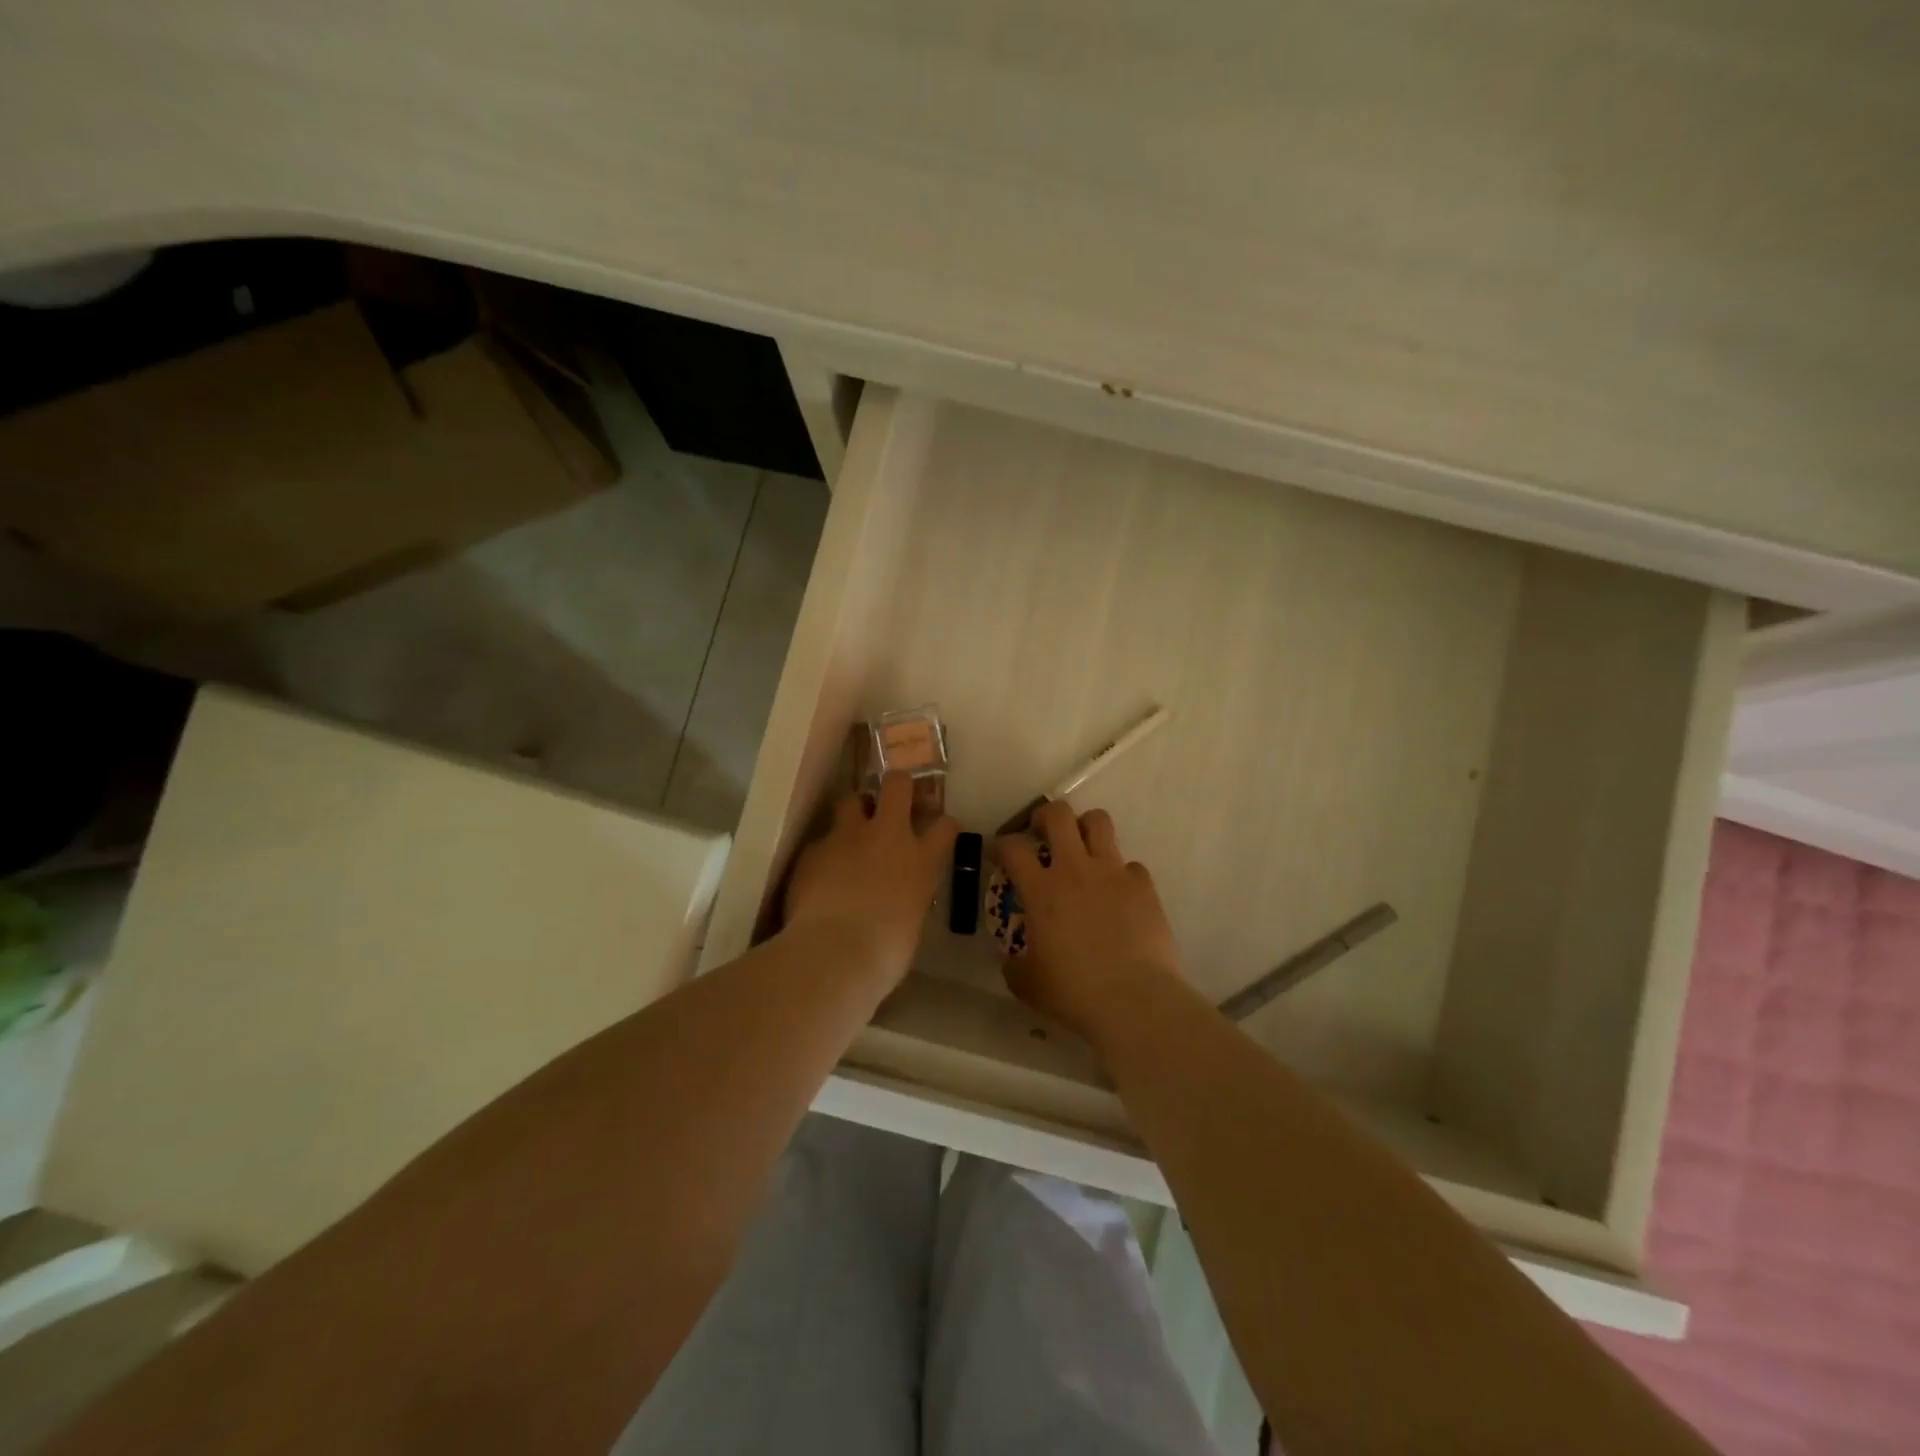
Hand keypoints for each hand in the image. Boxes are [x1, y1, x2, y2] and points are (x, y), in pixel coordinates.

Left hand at [783, 772, 958, 987]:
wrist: (834, 953)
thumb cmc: (885, 952)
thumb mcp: (911, 922)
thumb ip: (908, 897)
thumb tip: (899, 897)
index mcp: (921, 861)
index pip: (945, 826)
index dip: (943, 824)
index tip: (939, 828)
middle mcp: (887, 836)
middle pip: (897, 786)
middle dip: (896, 786)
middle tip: (892, 798)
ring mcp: (847, 837)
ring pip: (850, 800)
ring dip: (853, 812)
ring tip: (849, 833)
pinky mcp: (813, 849)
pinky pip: (821, 841)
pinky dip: (824, 854)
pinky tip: (818, 875)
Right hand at [995, 800, 1184, 1044]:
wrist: (1134, 1000)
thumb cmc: (1074, 992)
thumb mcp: (1027, 983)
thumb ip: (1014, 964)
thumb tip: (1012, 958)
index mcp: (1042, 890)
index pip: (1012, 848)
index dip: (1001, 845)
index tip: (999, 854)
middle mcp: (1075, 869)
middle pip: (1058, 815)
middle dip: (1045, 816)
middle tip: (1041, 833)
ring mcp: (1112, 873)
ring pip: (1099, 822)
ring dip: (1086, 828)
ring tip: (1082, 848)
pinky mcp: (1143, 885)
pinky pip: (1130, 865)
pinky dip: (1120, 874)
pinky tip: (1118, 895)